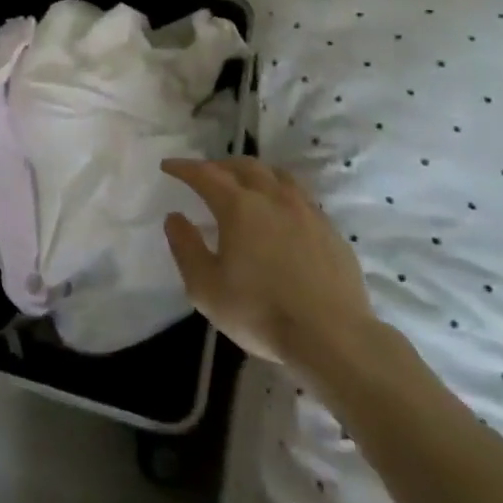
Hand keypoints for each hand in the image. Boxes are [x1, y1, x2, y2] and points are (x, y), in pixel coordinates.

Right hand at [161, 158, 376, 371]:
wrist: (333, 337)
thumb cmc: (261, 312)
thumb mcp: (206, 288)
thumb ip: (186, 248)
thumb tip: (175, 217)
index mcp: (239, 207)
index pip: (205, 174)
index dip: (184, 167)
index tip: (168, 166)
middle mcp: (273, 198)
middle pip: (244, 165)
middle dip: (219, 165)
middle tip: (206, 174)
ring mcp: (306, 211)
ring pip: (276, 175)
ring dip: (254, 173)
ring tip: (244, 183)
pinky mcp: (330, 230)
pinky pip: (301, 196)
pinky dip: (281, 192)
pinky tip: (281, 211)